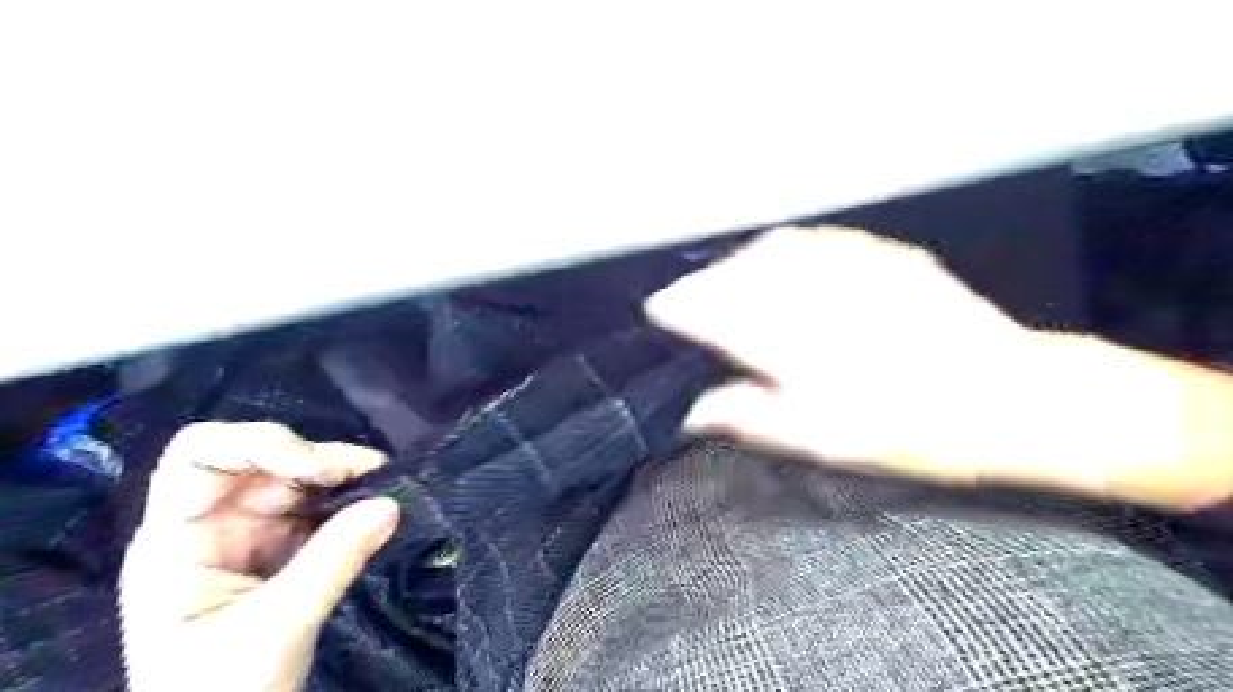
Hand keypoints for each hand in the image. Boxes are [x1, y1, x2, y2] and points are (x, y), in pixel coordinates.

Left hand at [120, 419, 398, 691]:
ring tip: (385, 487)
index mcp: (178, 538)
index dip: (257, 445)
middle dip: (318, 458)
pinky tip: (378, 505)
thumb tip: (391, 504)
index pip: (200, 457)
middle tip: (372, 472)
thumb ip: (333, 561)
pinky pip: (325, 505)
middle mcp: (217, 522)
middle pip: (263, 458)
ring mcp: (255, 532)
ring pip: (301, 477)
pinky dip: (354, 499)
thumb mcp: (275, 627)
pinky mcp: (291, 545)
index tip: (315, 469)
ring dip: (345, 475)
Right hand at [646, 230, 1085, 494]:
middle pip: (735, 273)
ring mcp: (852, 264)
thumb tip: (693, 411)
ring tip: (725, 284)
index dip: (677, 308)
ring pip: (770, 250)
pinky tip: (779, 265)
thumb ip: (751, 417)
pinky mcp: (880, 254)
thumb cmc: (913, 430)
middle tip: (688, 306)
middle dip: (702, 286)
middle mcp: (816, 290)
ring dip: (736, 265)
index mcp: (794, 339)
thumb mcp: (824, 440)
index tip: (657, 314)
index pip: (712, 308)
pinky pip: (813, 240)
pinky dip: (781, 250)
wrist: (1012, 396)